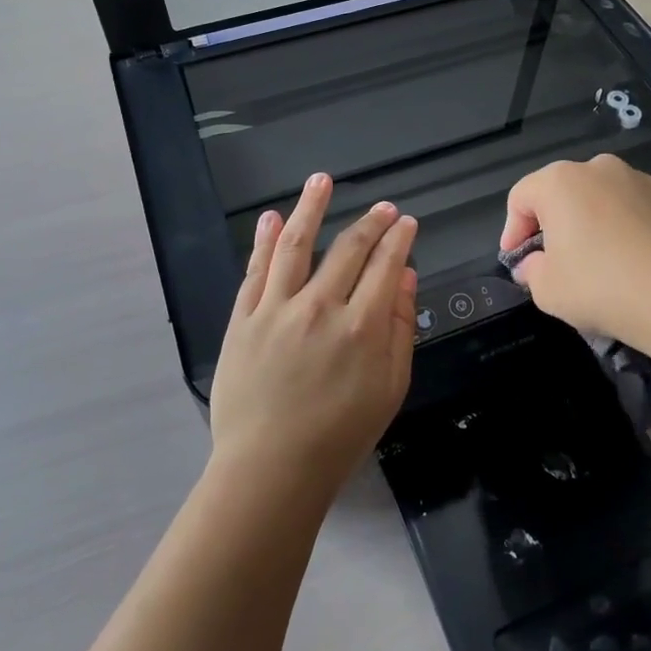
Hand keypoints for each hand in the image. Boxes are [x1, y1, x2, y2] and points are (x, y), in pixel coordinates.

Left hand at [209, 174, 418, 501]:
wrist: (270, 470)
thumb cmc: (339, 435)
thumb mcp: (390, 388)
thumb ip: (400, 328)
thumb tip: (405, 276)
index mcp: (362, 326)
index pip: (385, 265)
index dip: (399, 238)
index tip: (406, 222)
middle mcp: (321, 307)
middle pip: (348, 248)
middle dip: (370, 222)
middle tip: (383, 208)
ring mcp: (277, 309)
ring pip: (295, 245)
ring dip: (310, 208)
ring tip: (320, 180)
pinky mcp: (244, 319)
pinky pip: (255, 271)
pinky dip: (263, 240)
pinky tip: (271, 218)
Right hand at [501, 155, 650, 352]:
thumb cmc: (599, 286)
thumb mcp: (547, 289)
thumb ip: (531, 271)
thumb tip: (534, 264)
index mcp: (560, 182)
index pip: (521, 197)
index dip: (513, 230)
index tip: (517, 260)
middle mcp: (599, 169)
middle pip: (562, 192)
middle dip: (553, 223)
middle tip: (553, 259)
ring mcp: (639, 180)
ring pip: (601, 198)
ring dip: (591, 222)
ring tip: (597, 261)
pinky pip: (634, 210)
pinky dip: (625, 228)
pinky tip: (632, 262)